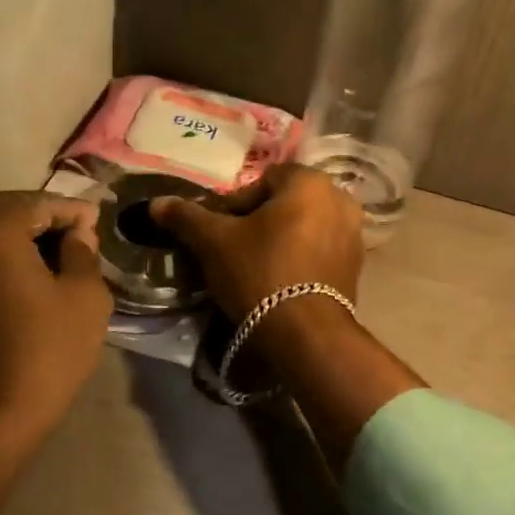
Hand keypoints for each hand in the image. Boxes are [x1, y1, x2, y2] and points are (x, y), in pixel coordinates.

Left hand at [0, 191, 112, 454]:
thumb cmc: (43, 352)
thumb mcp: (85, 297)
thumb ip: (83, 253)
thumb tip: (77, 233)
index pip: (38, 201)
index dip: (72, 209)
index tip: (97, 219)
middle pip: (4, 212)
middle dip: (43, 218)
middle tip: (77, 233)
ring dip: (18, 238)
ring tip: (54, 255)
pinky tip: (24, 277)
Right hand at [153, 166, 417, 465]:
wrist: (306, 334)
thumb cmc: (260, 273)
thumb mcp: (214, 243)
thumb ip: (187, 217)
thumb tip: (156, 203)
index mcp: (310, 181)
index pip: (263, 180)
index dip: (236, 204)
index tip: (221, 231)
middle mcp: (340, 199)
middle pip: (286, 202)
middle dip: (260, 221)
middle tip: (235, 249)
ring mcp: (354, 233)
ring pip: (304, 226)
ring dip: (281, 239)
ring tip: (256, 267)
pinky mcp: (357, 265)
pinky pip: (320, 250)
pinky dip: (301, 258)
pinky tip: (281, 281)